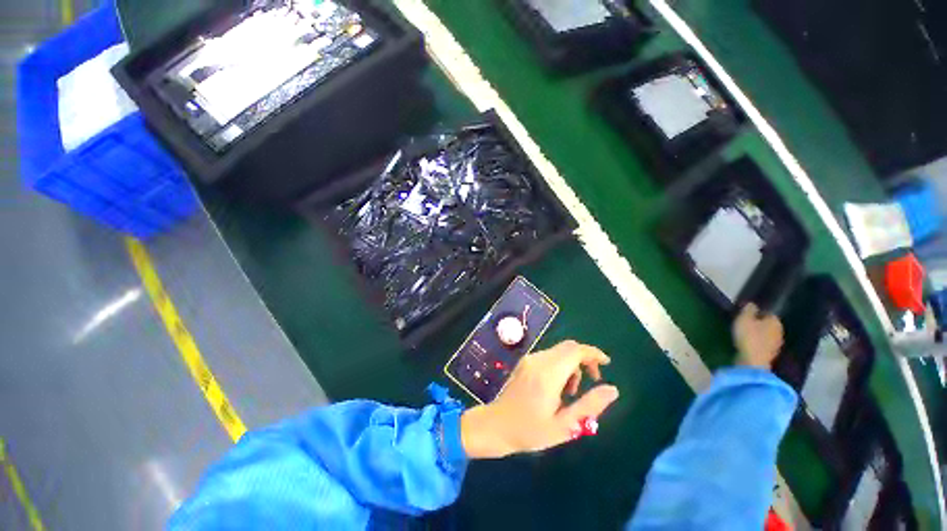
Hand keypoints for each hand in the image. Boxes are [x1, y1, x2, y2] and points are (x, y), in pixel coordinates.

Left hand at [460, 340, 618, 458]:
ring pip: (559, 351)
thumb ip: (589, 406)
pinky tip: (558, 387)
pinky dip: (561, 365)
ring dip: (572, 365)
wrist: (496, 425)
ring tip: (572, 392)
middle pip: (568, 347)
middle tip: (593, 381)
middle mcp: (538, 360)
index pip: (575, 351)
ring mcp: (530, 359)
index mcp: (548, 374)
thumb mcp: (564, 426)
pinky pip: (549, 356)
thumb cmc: (530, 431)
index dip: (593, 353)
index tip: (606, 365)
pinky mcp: (525, 362)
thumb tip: (612, 389)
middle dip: (585, 359)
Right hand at [733, 303, 783, 368]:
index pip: (769, 313)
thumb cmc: (749, 337)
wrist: (753, 362)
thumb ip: (748, 310)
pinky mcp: (770, 355)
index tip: (747, 314)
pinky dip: (757, 343)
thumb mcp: (743, 319)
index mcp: (775, 321)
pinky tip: (748, 343)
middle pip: (768, 324)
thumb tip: (752, 303)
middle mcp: (780, 331)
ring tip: (745, 333)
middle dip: (759, 323)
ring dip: (758, 334)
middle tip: (745, 323)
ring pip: (766, 335)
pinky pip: (763, 344)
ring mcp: (776, 345)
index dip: (758, 312)